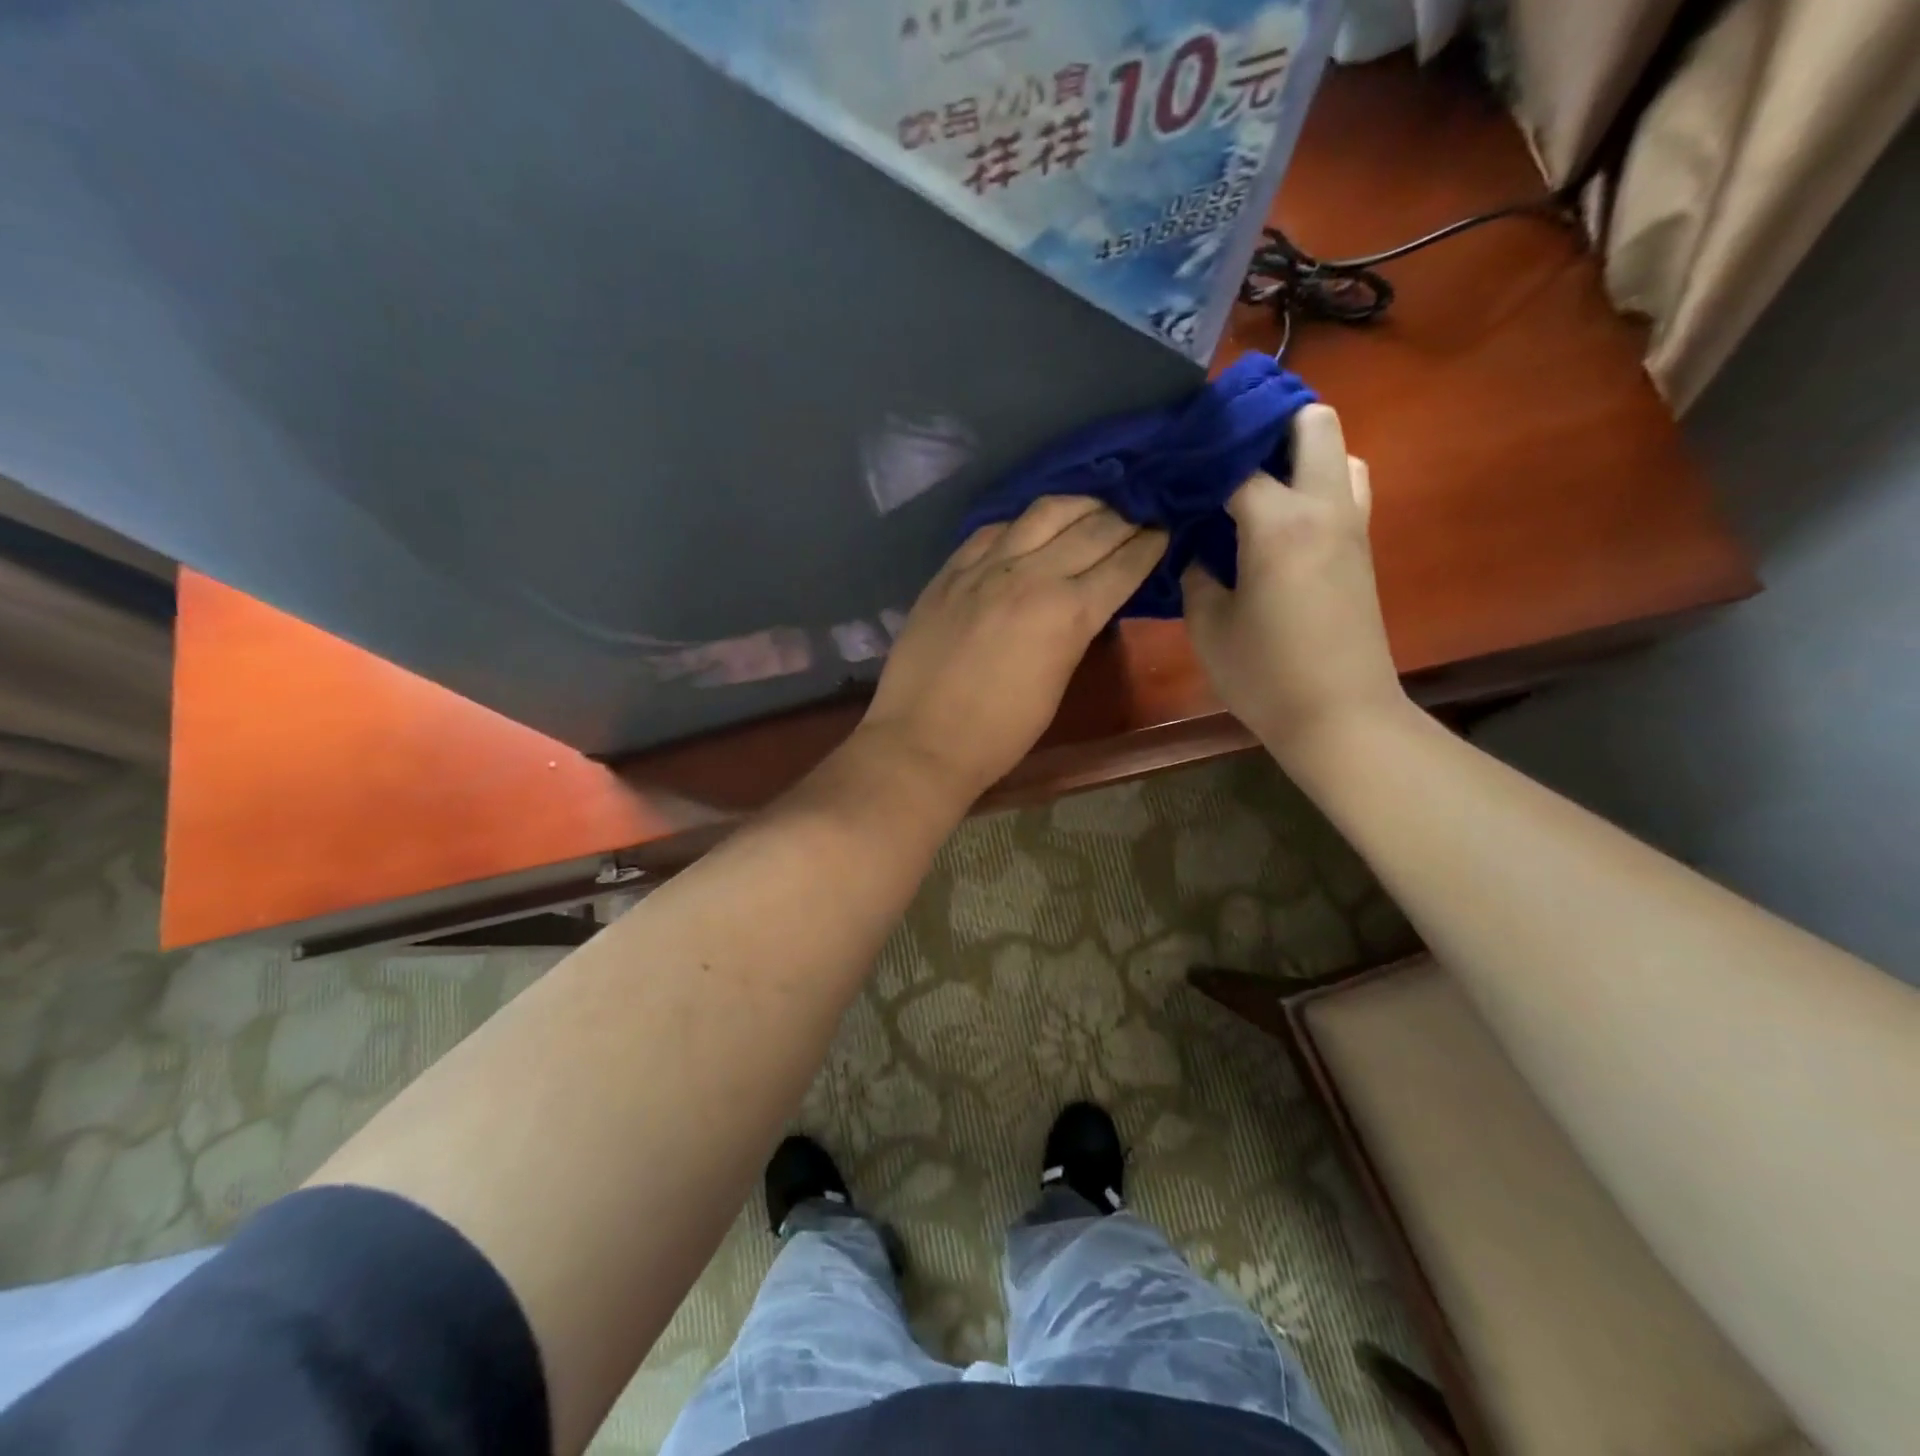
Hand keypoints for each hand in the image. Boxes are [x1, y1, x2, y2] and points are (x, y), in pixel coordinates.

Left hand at [857, 497, 1166, 803]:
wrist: (922, 740)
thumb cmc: (1000, 733)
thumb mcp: (1057, 683)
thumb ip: (1076, 631)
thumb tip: (1089, 600)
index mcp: (1068, 613)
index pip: (1124, 563)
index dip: (1151, 544)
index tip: (1165, 530)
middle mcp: (1032, 575)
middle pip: (1093, 528)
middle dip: (1125, 517)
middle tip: (1140, 514)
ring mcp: (985, 567)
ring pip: (1044, 511)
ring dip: (1079, 504)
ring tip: (1093, 507)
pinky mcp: (950, 570)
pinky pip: (994, 529)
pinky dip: (1022, 522)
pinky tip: (1030, 526)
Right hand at [1183, 404, 1409, 765]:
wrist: (1340, 716)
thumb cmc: (1265, 675)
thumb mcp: (1208, 626)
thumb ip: (1196, 575)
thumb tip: (1195, 548)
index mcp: (1279, 522)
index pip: (1235, 463)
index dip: (1200, 460)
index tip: (1171, 466)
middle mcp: (1324, 507)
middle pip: (1314, 422)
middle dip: (1270, 424)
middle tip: (1228, 455)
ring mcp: (1352, 525)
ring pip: (1341, 453)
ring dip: (1301, 455)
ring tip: (1258, 486)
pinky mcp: (1362, 549)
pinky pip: (1345, 490)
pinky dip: (1315, 486)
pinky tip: (1278, 522)